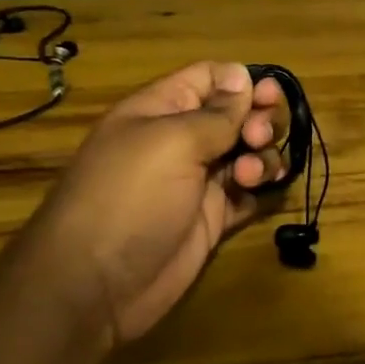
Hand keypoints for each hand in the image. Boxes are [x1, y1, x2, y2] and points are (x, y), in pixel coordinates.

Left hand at [15, 61, 289, 345]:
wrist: (97, 286)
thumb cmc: (130, 197)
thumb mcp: (172, 142)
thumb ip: (216, 112)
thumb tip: (243, 76)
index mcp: (162, 110)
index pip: (210, 78)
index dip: (241, 82)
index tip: (267, 95)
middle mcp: (182, 140)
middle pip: (237, 114)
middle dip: (258, 119)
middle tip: (258, 137)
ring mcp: (198, 181)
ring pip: (248, 152)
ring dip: (262, 156)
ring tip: (249, 175)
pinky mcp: (212, 218)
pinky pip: (249, 193)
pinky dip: (263, 188)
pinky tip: (261, 192)